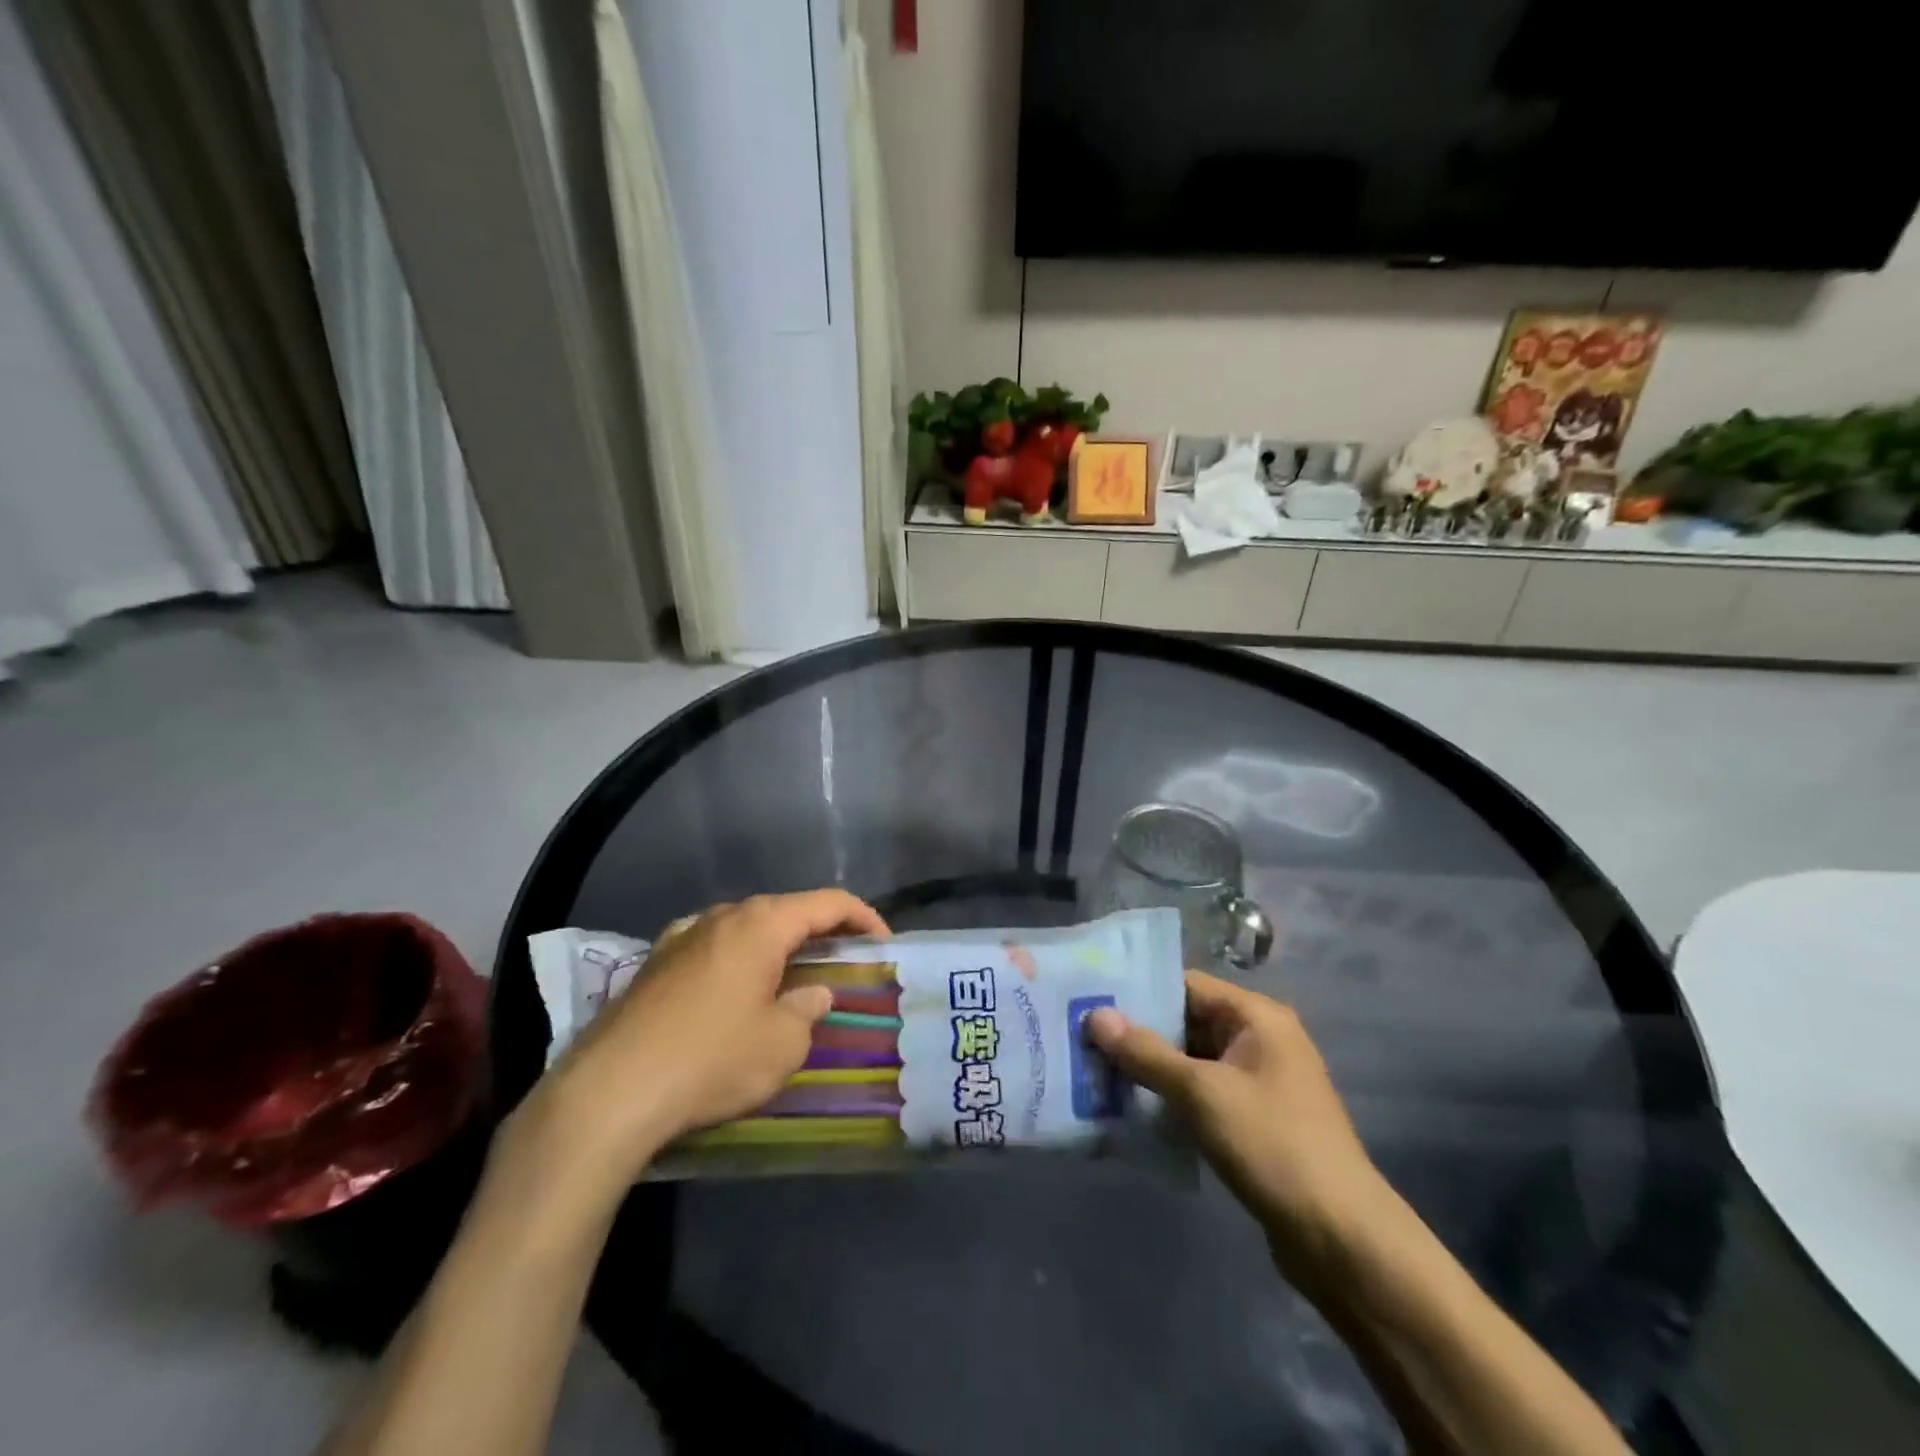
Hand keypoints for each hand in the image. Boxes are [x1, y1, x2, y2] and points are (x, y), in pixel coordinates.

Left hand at [535, 890, 888, 1178]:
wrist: (609, 1092)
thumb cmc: (711, 1061)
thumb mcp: (781, 1045)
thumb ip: (806, 1010)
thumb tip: (812, 994)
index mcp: (761, 924)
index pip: (827, 902)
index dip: (863, 917)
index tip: (882, 943)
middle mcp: (722, 916)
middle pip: (784, 910)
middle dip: (819, 930)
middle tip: (841, 961)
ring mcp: (681, 936)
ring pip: (744, 927)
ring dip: (775, 944)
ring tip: (790, 975)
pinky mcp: (653, 963)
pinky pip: (710, 947)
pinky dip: (736, 959)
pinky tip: (732, 988)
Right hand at [1086, 971, 1384, 1273]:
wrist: (1342, 1239)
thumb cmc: (1272, 1145)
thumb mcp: (1202, 1092)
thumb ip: (1146, 1053)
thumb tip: (1095, 1015)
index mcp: (1257, 1017)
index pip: (1187, 985)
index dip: (1140, 991)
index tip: (1091, 1000)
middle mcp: (1260, 1040)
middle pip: (1187, 1022)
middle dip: (1139, 1034)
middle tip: (1084, 1039)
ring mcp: (1260, 1083)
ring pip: (1192, 1062)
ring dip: (1151, 1070)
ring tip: (1096, 1073)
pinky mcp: (1255, 1122)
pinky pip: (1203, 1095)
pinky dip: (1171, 1099)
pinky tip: (1131, 1111)